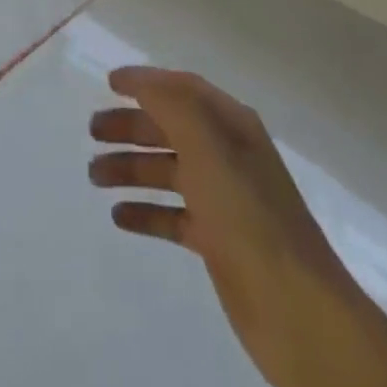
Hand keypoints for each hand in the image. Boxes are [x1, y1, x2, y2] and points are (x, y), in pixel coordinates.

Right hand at [90, 67, 386, 386]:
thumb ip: (172, 105)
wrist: (295, 307)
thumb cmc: (247, 214)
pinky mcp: (217, 241)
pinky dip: (146, 212)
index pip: (183, 88)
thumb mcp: (207, 146)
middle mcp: (227, 154)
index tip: (109, 82)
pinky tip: (119, 217)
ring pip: (168, 171)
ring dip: (132, 168)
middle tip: (91, 133)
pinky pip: (173, 216)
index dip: (147, 81)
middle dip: (132, 126)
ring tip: (94, 176)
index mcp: (231, 124)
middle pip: (171, 128)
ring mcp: (223, 199)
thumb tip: (140, 78)